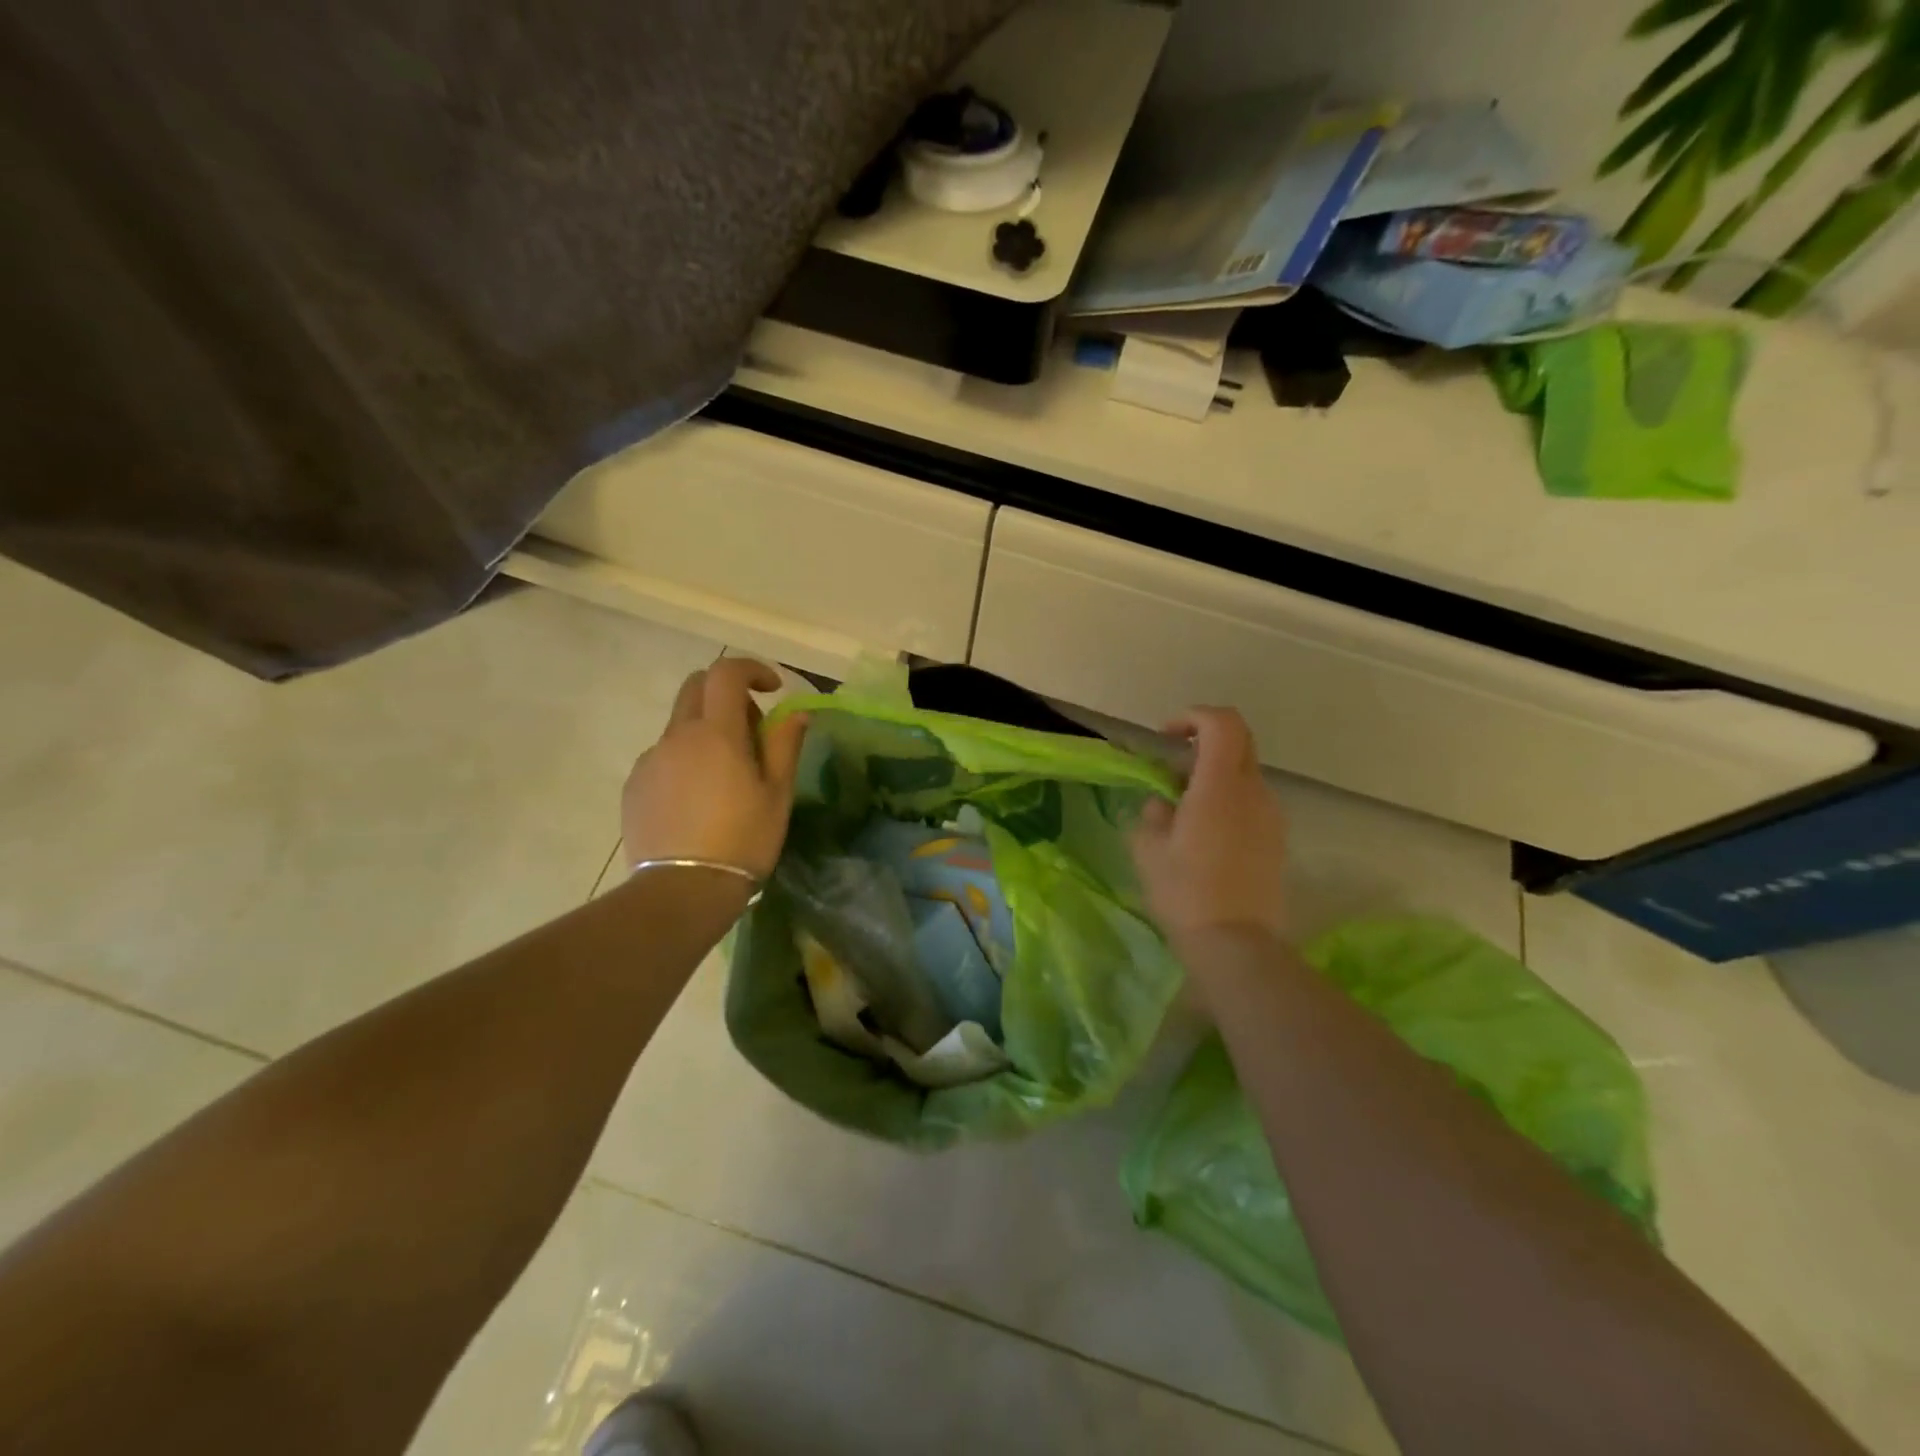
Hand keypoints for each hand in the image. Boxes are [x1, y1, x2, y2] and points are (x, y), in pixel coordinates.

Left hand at [620, 658, 808, 880]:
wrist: (682, 891)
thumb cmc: (743, 840)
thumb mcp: (777, 794)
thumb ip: (785, 745)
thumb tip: (795, 713)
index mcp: (716, 733)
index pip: (726, 673)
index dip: (750, 670)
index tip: (771, 689)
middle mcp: (677, 736)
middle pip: (696, 689)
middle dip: (726, 696)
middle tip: (751, 732)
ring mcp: (650, 761)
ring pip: (679, 727)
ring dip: (706, 733)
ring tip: (725, 779)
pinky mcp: (634, 787)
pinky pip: (663, 758)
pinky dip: (685, 761)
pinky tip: (698, 802)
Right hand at [1130, 707, 1288, 946]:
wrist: (1236, 943)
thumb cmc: (1185, 890)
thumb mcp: (1148, 848)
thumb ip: (1153, 813)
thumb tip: (1163, 804)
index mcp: (1220, 784)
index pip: (1222, 723)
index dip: (1193, 717)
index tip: (1167, 738)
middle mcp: (1254, 791)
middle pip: (1238, 742)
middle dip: (1203, 744)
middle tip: (1173, 772)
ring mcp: (1272, 816)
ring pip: (1244, 775)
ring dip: (1214, 777)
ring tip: (1184, 812)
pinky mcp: (1277, 840)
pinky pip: (1251, 803)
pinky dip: (1227, 802)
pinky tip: (1205, 837)